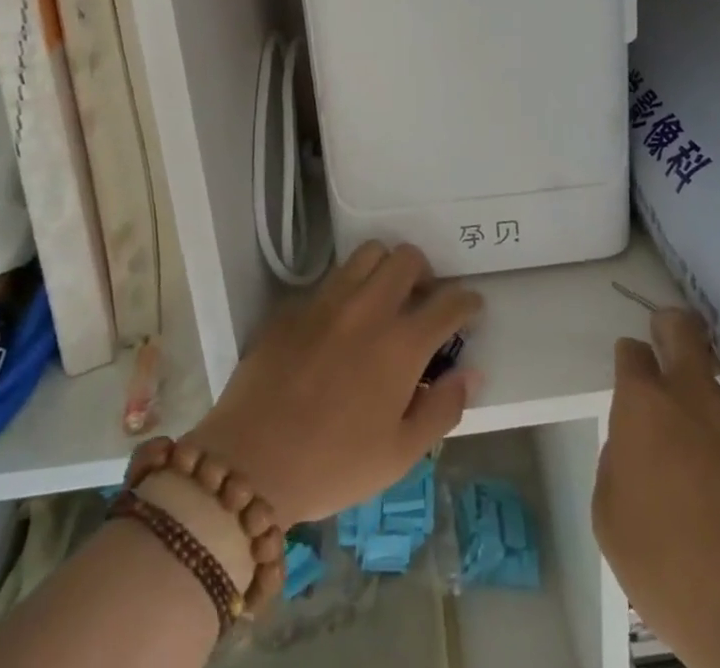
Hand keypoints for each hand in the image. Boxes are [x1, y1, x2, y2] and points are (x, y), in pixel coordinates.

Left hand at [185, 241, 481, 525]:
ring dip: (385, 268)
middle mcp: (369, 308)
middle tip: (422, 300)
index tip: (471, 309)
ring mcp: (328, 300)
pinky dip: (346, 289)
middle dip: (425, 273)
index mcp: (402, 344)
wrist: (248, 465)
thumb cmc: (332, 466)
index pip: (449, 302)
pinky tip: (340, 322)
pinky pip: (330, 279)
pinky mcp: (294, 305)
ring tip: (383, 298)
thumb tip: (471, 373)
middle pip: (408, 258)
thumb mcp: (399, 455)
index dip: (467, 301)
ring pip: (368, 253)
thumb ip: (443, 409)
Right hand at [594, 310, 719, 667]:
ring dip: (718, 415)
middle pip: (682, 328)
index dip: (631, 361)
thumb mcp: (611, 520)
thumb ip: (616, 464)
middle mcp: (695, 393)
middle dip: (672, 328)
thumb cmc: (672, 570)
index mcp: (644, 404)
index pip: (631, 351)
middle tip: (671, 348)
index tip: (633, 379)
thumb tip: (634, 447)